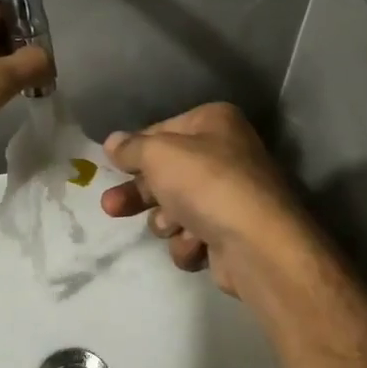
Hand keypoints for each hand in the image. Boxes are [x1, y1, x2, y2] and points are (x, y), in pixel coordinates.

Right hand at [100, 103, 313, 296]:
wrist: (255, 244)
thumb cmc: (205, 184)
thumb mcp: (158, 154)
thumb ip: (131, 148)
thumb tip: (113, 142)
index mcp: (214, 123)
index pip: (162, 131)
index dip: (135, 150)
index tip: (111, 165)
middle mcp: (225, 155)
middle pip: (165, 174)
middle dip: (138, 194)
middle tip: (110, 207)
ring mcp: (228, 197)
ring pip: (175, 209)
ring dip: (166, 221)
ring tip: (172, 226)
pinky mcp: (229, 234)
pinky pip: (192, 236)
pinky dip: (189, 242)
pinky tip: (197, 243)